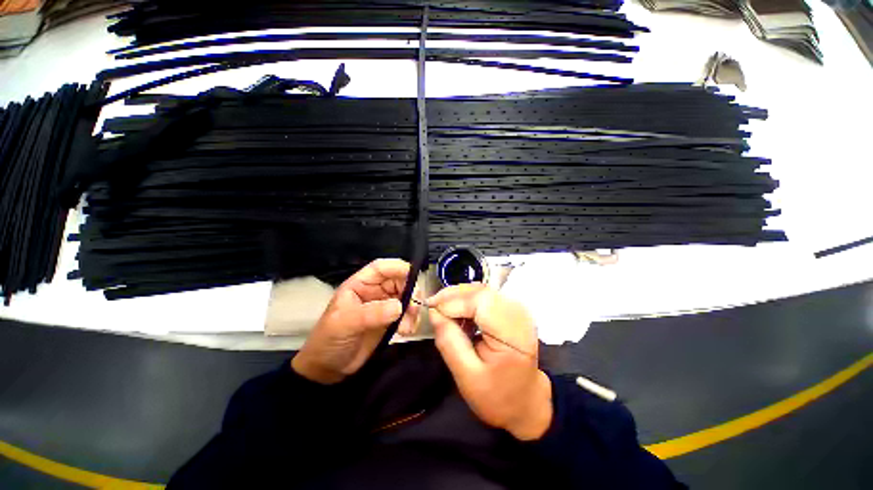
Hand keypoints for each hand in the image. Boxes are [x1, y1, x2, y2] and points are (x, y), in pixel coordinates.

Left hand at [292, 259, 419, 383]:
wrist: (328, 368)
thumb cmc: (329, 340)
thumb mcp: (346, 323)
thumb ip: (372, 313)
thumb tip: (399, 306)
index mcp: (360, 284)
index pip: (381, 268)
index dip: (397, 267)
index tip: (413, 275)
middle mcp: (374, 291)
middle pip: (399, 281)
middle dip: (410, 291)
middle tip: (414, 308)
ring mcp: (384, 306)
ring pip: (406, 297)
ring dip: (412, 309)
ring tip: (408, 326)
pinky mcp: (390, 320)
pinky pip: (407, 314)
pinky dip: (412, 320)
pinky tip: (407, 331)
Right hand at [427, 283, 552, 440]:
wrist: (525, 401)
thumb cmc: (497, 396)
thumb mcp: (467, 376)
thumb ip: (449, 342)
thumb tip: (433, 312)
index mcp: (513, 335)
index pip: (480, 301)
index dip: (453, 301)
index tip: (431, 309)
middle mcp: (519, 314)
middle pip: (480, 291)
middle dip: (453, 296)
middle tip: (433, 308)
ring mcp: (517, 309)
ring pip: (481, 290)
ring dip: (458, 297)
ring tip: (442, 311)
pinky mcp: (511, 309)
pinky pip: (484, 296)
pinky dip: (467, 301)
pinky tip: (457, 314)